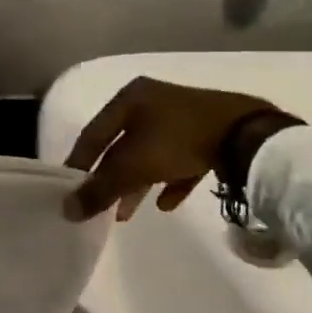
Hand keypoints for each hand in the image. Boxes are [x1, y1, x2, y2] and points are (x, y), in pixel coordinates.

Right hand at [62, 76, 301, 221]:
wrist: (245, 136)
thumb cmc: (177, 141)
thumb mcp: (131, 167)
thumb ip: (99, 189)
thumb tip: (66, 210)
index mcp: (130, 98)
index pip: (93, 133)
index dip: (79, 163)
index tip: (68, 190)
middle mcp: (153, 101)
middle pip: (121, 145)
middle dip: (111, 179)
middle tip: (101, 207)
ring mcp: (182, 116)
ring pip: (150, 153)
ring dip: (137, 183)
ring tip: (128, 214)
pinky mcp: (207, 132)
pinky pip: (180, 159)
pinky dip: (170, 179)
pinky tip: (168, 203)